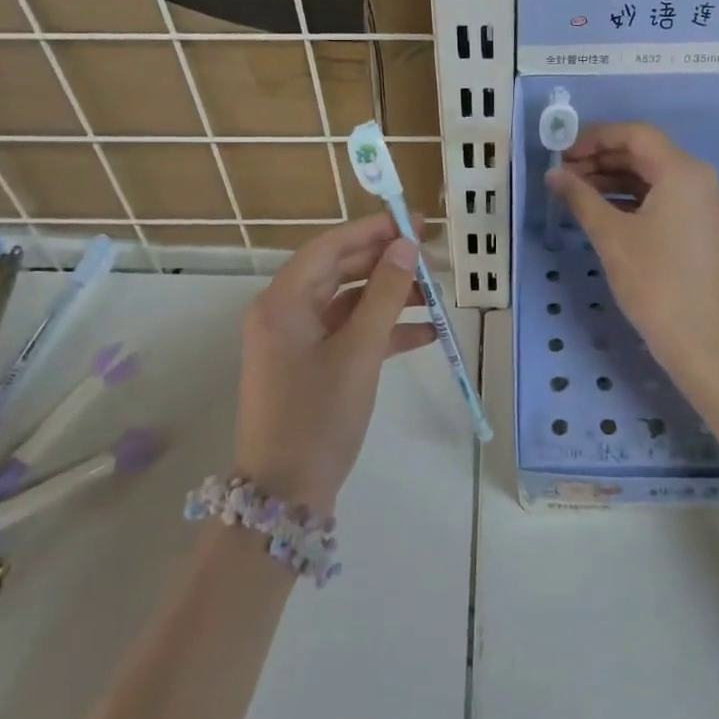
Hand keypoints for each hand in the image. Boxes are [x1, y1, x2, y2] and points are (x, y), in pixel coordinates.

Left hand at [233, 214, 432, 515]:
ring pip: (348, 302)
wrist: (284, 497)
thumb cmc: (317, 417)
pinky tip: (425, 334)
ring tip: (436, 296)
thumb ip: (385, 295)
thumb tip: (406, 246)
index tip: (412, 221)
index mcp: (283, 302)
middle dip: (386, 264)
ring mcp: (297, 341)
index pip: (329, 247)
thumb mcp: (358, 353)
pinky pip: (350, 333)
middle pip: (339, 271)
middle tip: (431, 258)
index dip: (371, 230)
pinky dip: (383, 330)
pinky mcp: (312, 366)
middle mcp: (285, 313)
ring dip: (390, 297)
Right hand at [546, 122, 718, 388]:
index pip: (636, 134)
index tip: (562, 151)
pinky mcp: (701, 226)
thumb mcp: (611, 236)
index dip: (596, 137)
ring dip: (614, 179)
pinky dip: (632, 198)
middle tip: (563, 173)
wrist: (701, 339)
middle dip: (602, 159)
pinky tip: (601, 210)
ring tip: (575, 192)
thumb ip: (580, 197)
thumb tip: (554, 174)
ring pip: (653, 176)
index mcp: (683, 171)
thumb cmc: (654, 282)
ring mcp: (704, 203)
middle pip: (645, 153)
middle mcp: (700, 178)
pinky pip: (663, 197)